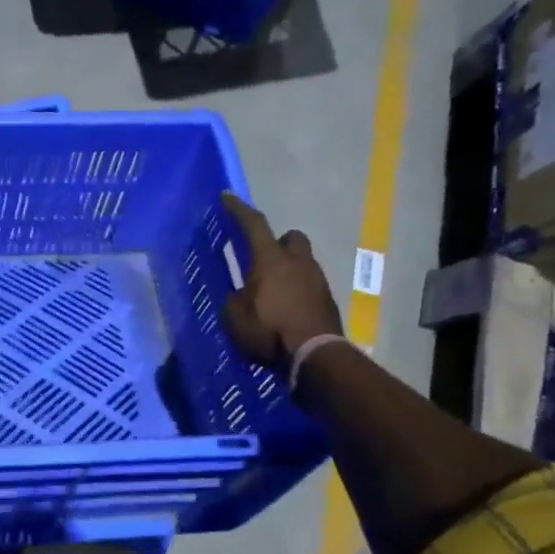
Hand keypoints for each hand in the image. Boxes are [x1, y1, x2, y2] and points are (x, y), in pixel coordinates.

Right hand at [219, 192, 341, 367]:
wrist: (315, 356)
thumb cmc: (270, 331)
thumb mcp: (235, 317)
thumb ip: (235, 299)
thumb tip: (241, 296)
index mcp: (270, 260)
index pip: (254, 225)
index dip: (238, 210)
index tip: (227, 197)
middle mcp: (297, 263)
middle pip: (291, 237)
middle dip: (278, 242)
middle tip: (262, 257)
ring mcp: (317, 280)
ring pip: (302, 262)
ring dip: (288, 269)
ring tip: (272, 291)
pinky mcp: (327, 301)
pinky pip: (308, 285)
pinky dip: (296, 291)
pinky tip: (285, 309)